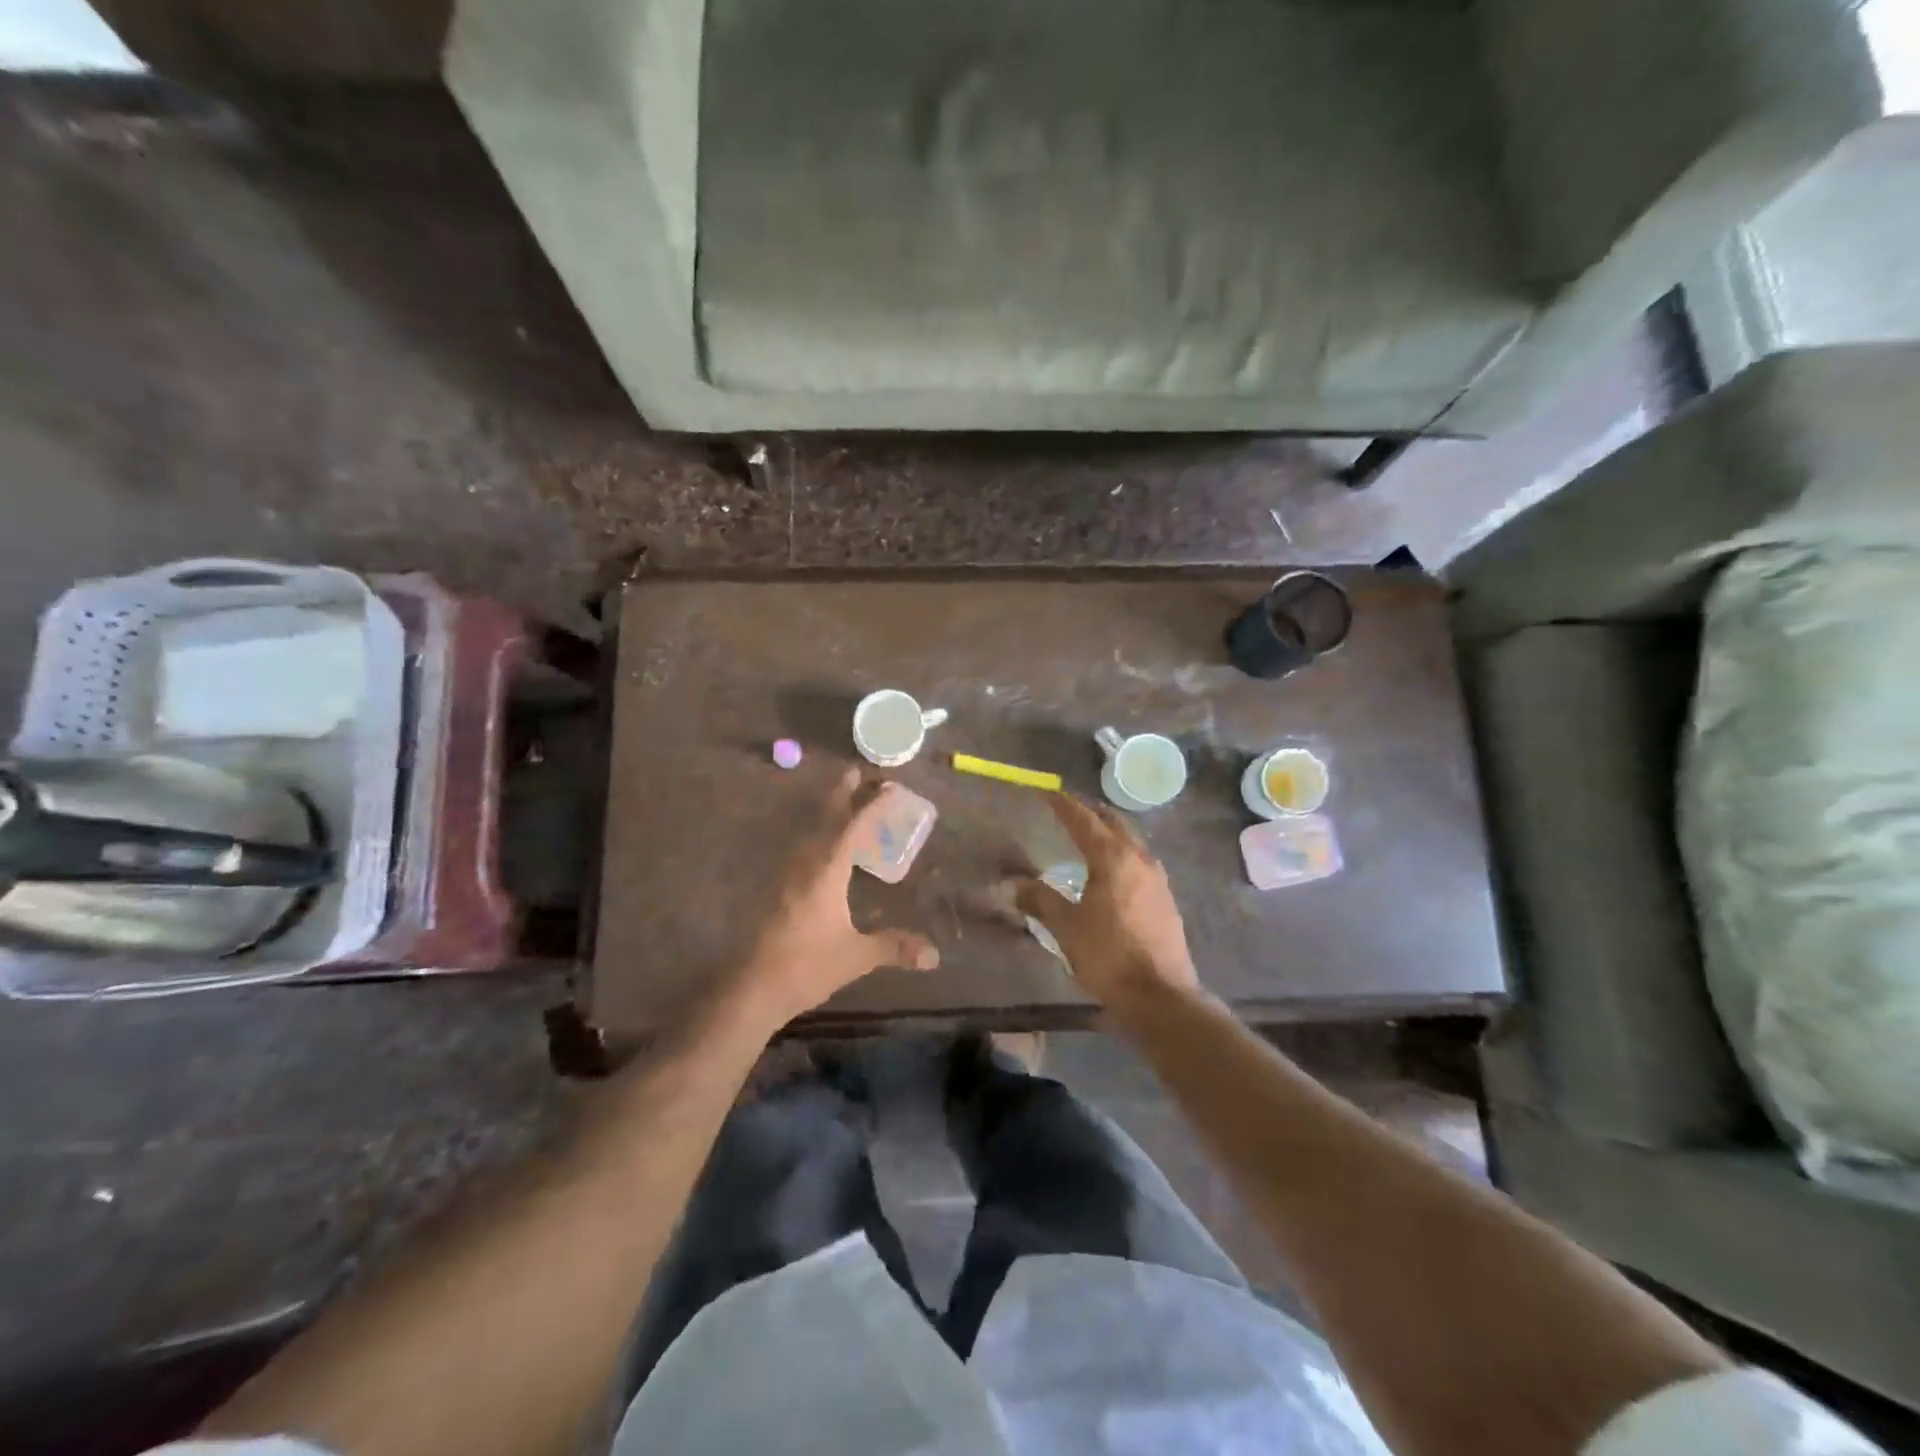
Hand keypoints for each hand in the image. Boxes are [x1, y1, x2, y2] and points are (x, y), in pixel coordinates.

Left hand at [735, 769, 939, 1029]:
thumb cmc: (805, 966)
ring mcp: (785, 872)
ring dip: (828, 811)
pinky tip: (823, 845)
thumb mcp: (856, 956)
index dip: (874, 805)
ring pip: (810, 828)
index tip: (891, 787)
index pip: (855, 826)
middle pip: (825, 815)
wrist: (750, 987)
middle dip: (843, 792)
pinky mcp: (775, 886)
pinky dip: (817, 833)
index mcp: (826, 868)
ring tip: (846, 801)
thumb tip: (934, 955)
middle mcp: (804, 860)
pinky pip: (801, 845)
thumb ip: (894, 948)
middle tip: (859, 772)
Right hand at [1014, 793, 1200, 1009]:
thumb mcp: (1067, 927)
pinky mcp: (1165, 898)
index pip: (1084, 820)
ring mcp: (1157, 878)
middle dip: (1090, 811)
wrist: (1160, 996)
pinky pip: (1139, 859)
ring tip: (1089, 832)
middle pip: (1113, 822)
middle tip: (1068, 807)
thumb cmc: (1109, 956)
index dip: (1063, 804)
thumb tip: (1013, 885)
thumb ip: (1040, 900)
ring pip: (1131, 839)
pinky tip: (1112, 867)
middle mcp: (1139, 859)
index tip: (1046, 791)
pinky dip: (1121, 850)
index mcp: (1112, 858)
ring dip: (1109, 829)